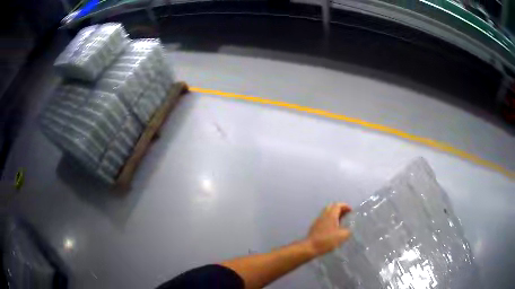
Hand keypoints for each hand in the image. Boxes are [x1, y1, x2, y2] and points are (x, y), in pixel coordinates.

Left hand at [306, 203, 351, 255]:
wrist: (310, 247)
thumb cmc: (327, 240)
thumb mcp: (342, 236)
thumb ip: (348, 230)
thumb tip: (350, 228)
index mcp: (331, 215)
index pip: (338, 205)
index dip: (345, 206)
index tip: (351, 211)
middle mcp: (324, 215)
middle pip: (332, 206)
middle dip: (340, 208)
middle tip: (346, 214)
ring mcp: (318, 220)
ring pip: (327, 212)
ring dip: (335, 214)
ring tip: (341, 221)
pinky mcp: (315, 226)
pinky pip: (324, 218)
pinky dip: (330, 219)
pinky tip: (333, 227)